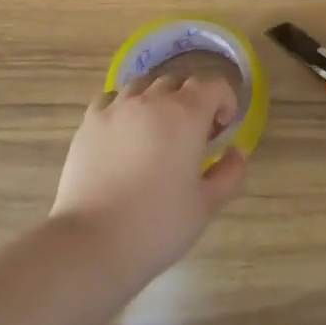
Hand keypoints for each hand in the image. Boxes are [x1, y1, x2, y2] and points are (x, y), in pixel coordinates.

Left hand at [50, 73, 248, 282]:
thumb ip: (229, 174)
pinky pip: (112, 98)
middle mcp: (151, 101)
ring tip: (157, 131)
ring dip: (158, 100)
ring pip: (144, 85)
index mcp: (186, 115)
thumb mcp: (205, 206)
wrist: (92, 242)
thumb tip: (236, 152)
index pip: (212, 85)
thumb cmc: (157, 225)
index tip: (223, 128)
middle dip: (192, 101)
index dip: (224, 100)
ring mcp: (116, 108)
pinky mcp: (89, 122)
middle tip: (193, 136)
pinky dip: (125, 106)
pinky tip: (124, 132)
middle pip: (179, 82)